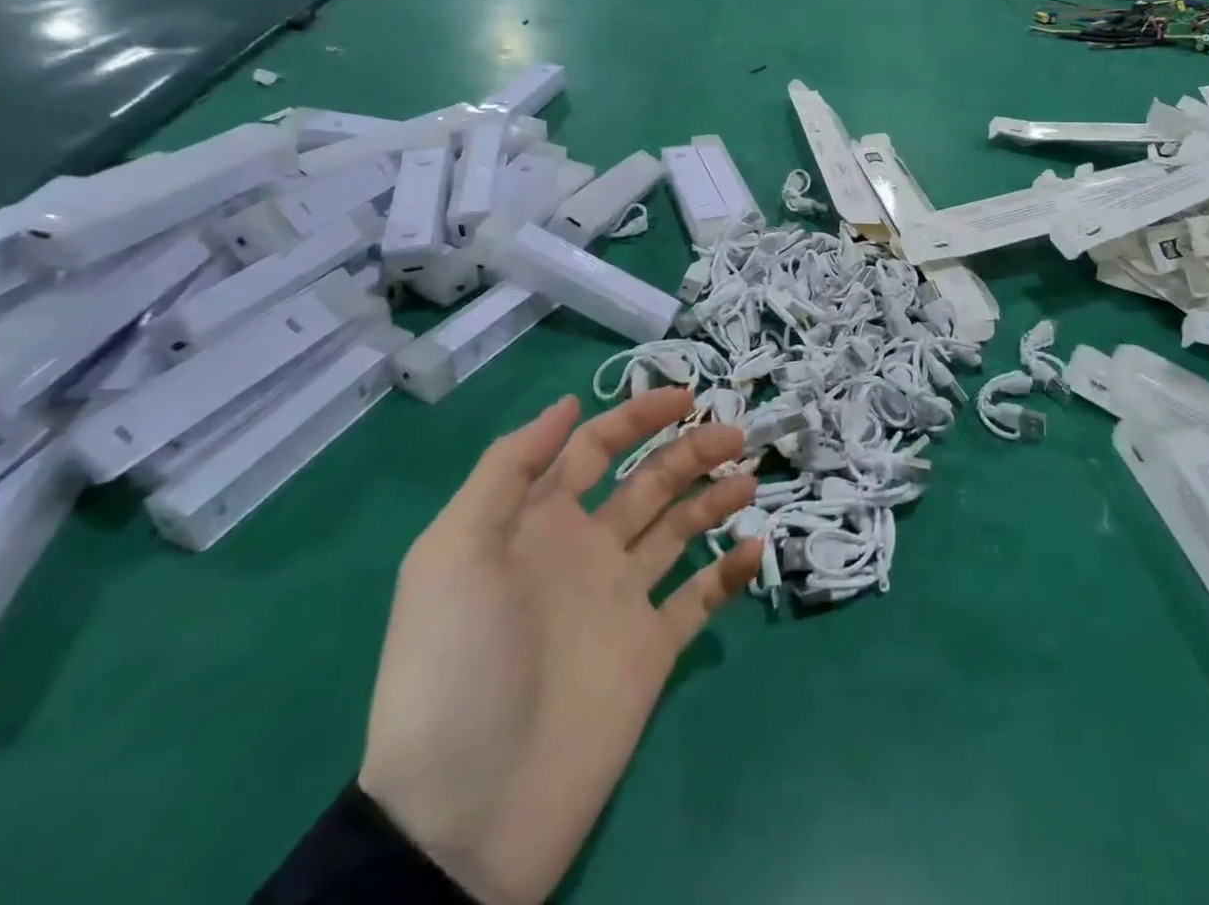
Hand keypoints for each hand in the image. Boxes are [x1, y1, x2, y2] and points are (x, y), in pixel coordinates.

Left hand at [358, 389, 762, 904]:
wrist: (467, 812)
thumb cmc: (459, 663)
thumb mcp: (454, 553)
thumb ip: (508, 470)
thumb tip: (569, 404)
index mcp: (540, 523)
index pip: (595, 449)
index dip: (637, 417)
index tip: (687, 396)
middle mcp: (587, 550)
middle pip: (649, 482)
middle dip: (690, 450)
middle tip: (735, 435)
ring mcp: (622, 600)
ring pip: (679, 529)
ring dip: (714, 498)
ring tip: (747, 479)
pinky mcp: (652, 649)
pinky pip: (698, 598)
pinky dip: (729, 571)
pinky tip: (754, 548)